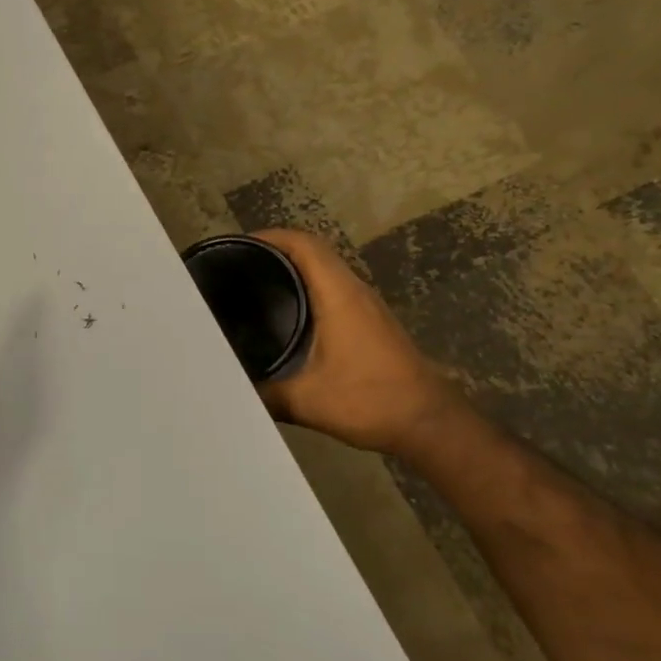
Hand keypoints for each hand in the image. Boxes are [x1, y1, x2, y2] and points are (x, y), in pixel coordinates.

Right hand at [251, 229, 462, 457]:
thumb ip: (265, 393)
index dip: (269, 237)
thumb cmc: (370, 401)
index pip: (303, 245)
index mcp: (338, 295)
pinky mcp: (371, 321)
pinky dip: (307, 287)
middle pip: (313, 251)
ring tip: (254, 284)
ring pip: (325, 269)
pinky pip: (334, 288)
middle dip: (274, 250)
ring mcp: (366, 305)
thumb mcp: (307, 401)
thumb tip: (231, 388)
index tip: (236, 246)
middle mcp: (354, 290)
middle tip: (236, 266)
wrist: (429, 423)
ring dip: (293, 268)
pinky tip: (287, 313)